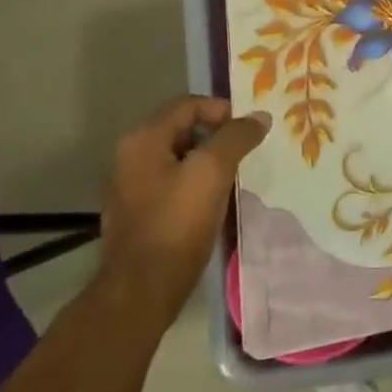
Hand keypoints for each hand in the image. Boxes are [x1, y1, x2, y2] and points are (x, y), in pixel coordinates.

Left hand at [96, 96, 270, 330]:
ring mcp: (132, 184)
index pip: (188, 104)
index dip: (223, 111)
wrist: (143, 287)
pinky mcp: (140, 210)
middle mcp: (131, 155)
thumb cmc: (177, 223)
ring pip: (180, 156)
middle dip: (218, 135)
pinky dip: (197, 181)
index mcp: (143, 139)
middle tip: (248, 152)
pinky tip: (216, 199)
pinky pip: (174, 181)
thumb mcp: (213, 172)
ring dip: (210, 160)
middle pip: (183, 128)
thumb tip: (259, 116)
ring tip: (237, 175)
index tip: (250, 132)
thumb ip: (236, 137)